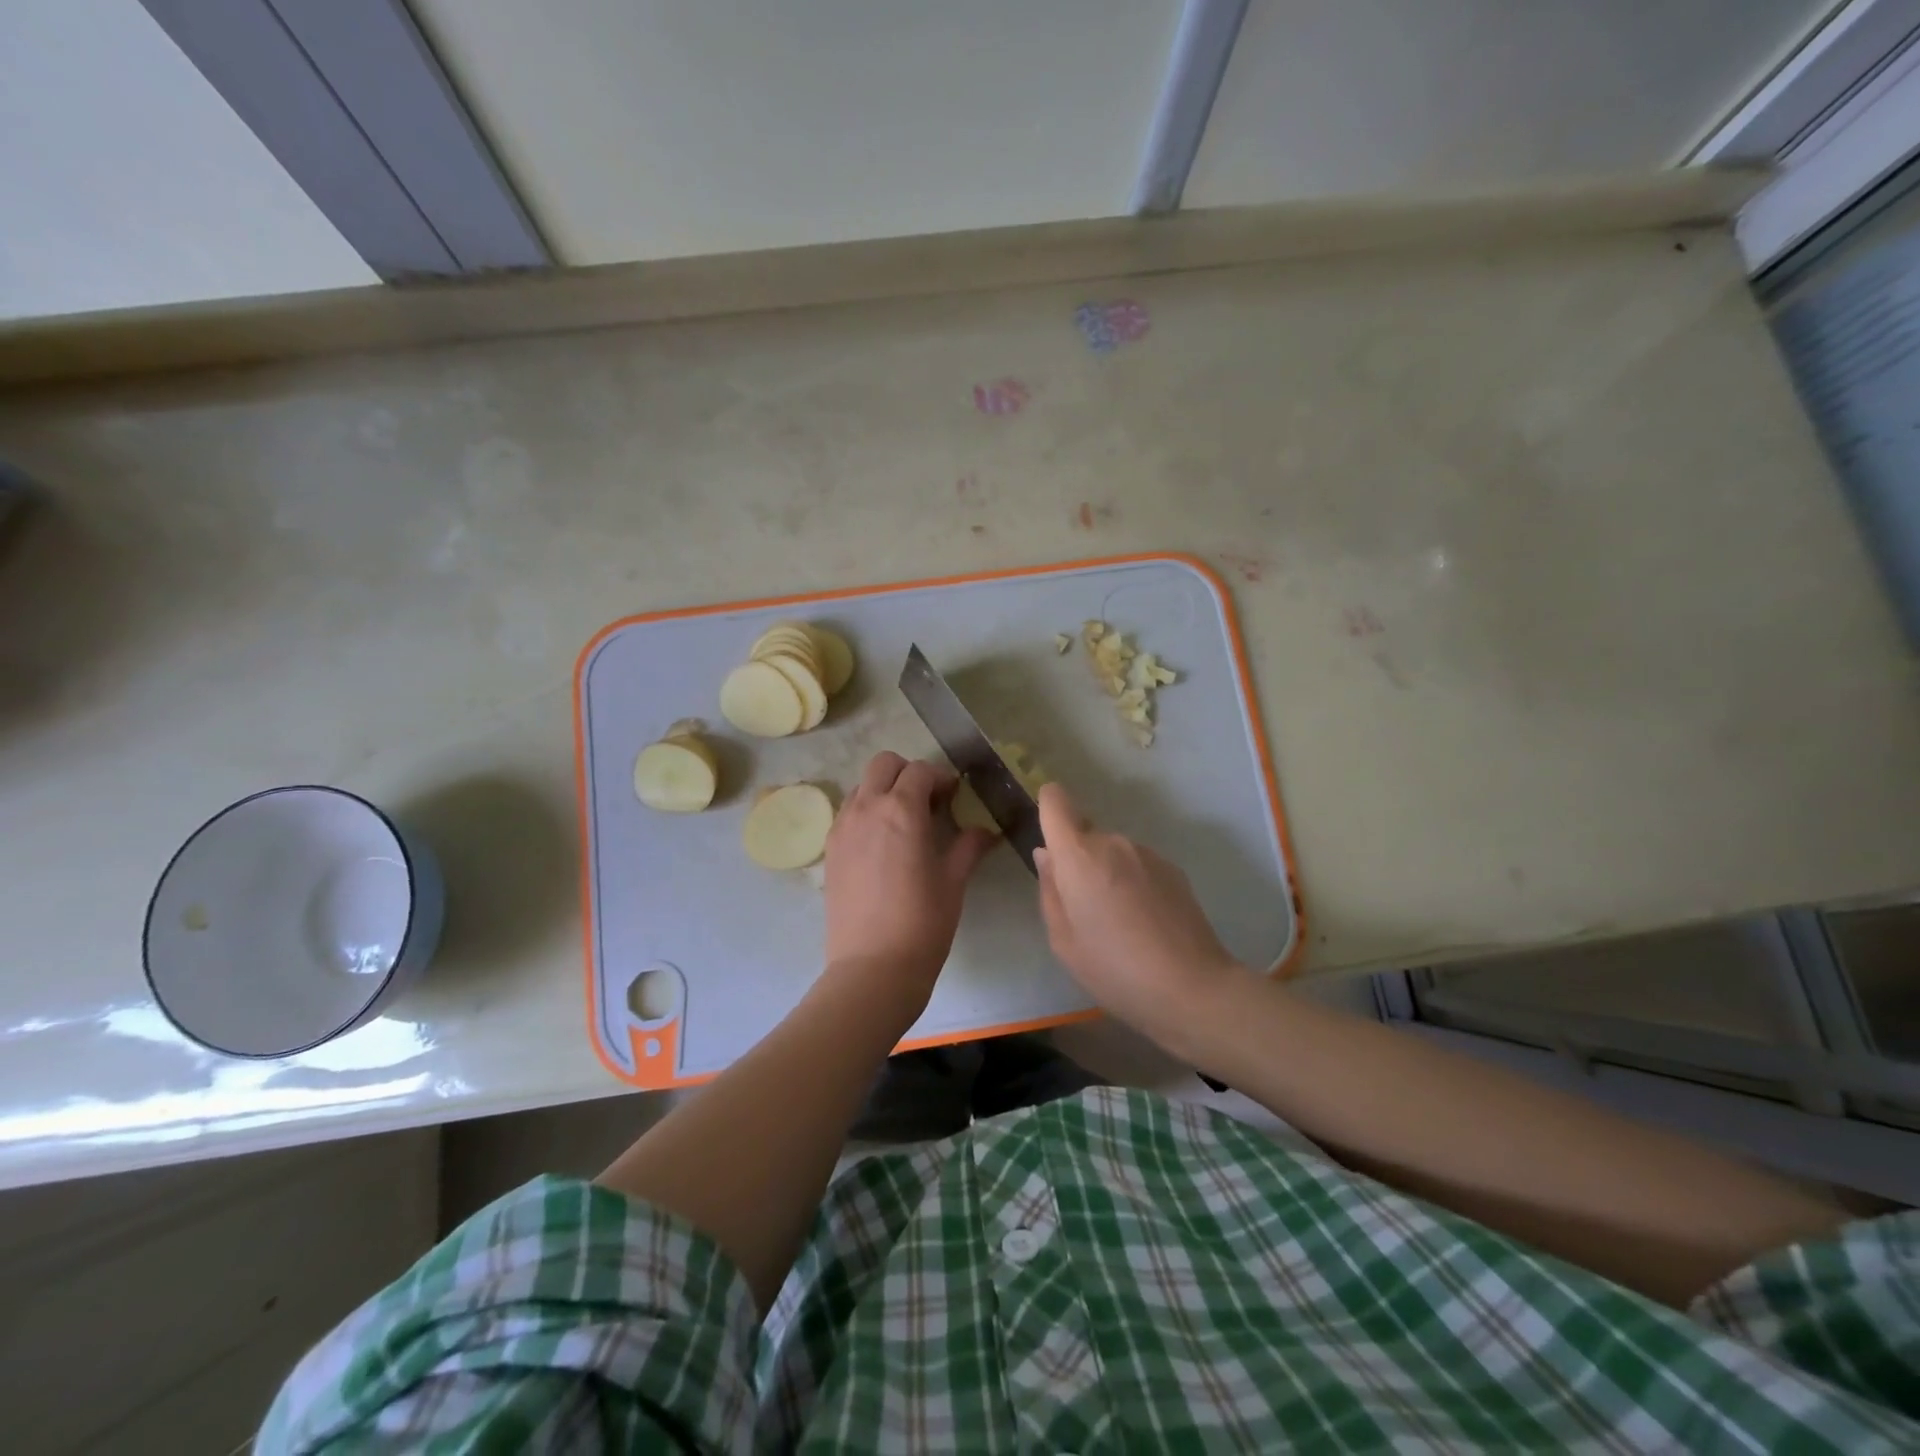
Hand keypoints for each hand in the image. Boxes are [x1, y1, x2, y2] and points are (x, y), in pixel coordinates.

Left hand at [823, 752, 995, 1014]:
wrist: (873, 968)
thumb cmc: (923, 922)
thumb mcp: (954, 881)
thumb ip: (969, 846)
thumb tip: (985, 831)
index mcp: (901, 810)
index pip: (920, 771)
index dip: (941, 778)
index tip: (954, 797)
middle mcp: (867, 808)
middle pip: (884, 764)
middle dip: (908, 773)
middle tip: (928, 801)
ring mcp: (842, 828)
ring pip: (862, 786)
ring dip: (884, 791)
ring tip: (904, 823)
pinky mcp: (830, 849)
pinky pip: (848, 813)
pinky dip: (867, 812)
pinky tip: (883, 844)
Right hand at [1034, 783, 1243, 1041]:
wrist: (1191, 988)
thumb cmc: (1114, 969)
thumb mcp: (1063, 940)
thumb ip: (1050, 890)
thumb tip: (1047, 856)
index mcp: (1079, 855)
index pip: (1056, 801)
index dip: (1048, 809)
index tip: (1049, 839)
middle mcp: (1113, 842)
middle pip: (1085, 834)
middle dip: (1078, 861)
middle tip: (1085, 909)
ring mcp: (1147, 853)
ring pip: (1112, 852)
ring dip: (1108, 874)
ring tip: (1119, 923)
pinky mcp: (1173, 869)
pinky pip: (1138, 866)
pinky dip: (1133, 884)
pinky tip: (1145, 925)